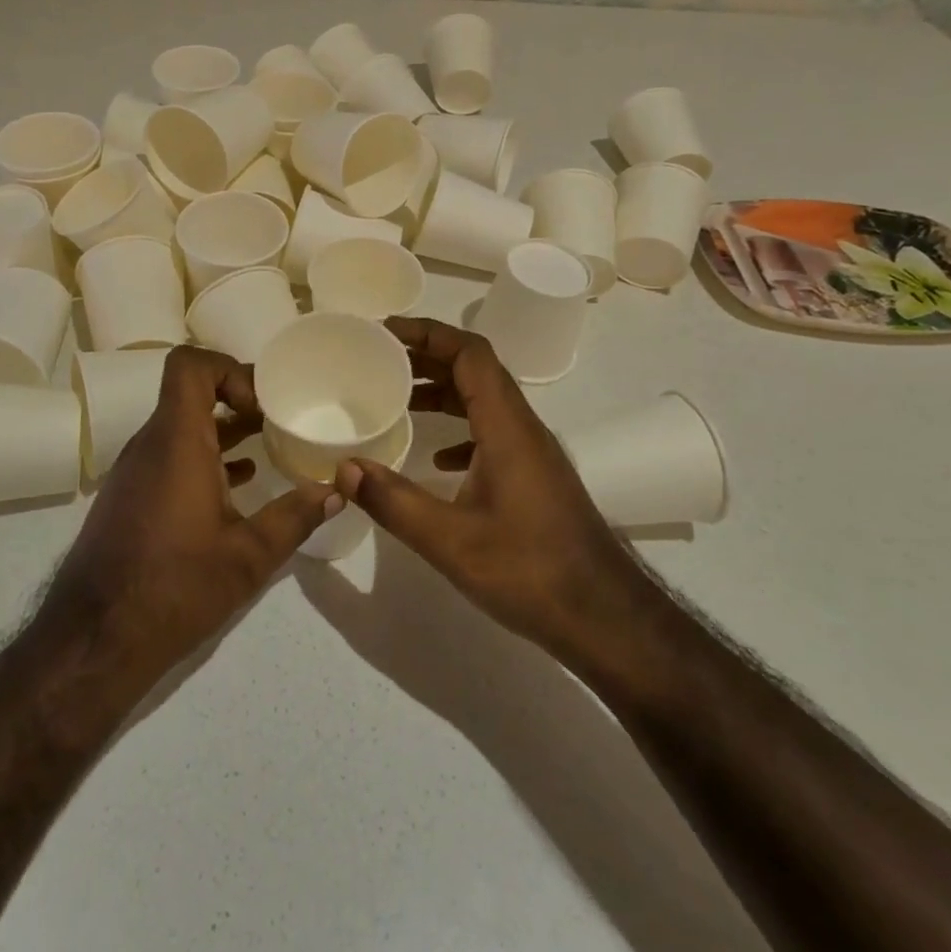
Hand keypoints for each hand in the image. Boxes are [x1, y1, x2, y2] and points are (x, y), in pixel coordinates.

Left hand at [43, 346, 339, 692]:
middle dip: (237, 397)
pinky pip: (170, 454)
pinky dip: (205, 454)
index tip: (262, 405)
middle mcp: (150, 444)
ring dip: (223, 428)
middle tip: (278, 419)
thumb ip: (295, 517)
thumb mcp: (248, 557)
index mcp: (176, 441)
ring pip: (181, 425)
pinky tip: (238, 483)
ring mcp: (136, 470)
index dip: (228, 369)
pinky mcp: (131, 495)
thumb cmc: (173, 588)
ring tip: (268, 445)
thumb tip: (335, 492)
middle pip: (190, 391)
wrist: (92, 642)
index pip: (190, 365)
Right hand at [335, 317, 637, 666]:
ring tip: (397, 398)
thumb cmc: (531, 571)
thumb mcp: (451, 541)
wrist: (607, 618)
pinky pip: (492, 433)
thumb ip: (393, 501)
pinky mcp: (534, 477)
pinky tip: (436, 459)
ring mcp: (532, 452)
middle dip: (428, 357)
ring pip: (483, 401)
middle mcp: (522, 427)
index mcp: (506, 426)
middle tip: (380, 360)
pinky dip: (459, 430)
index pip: (470, 353)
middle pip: (475, 370)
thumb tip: (343, 469)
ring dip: (442, 392)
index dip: (428, 333)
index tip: (386, 333)